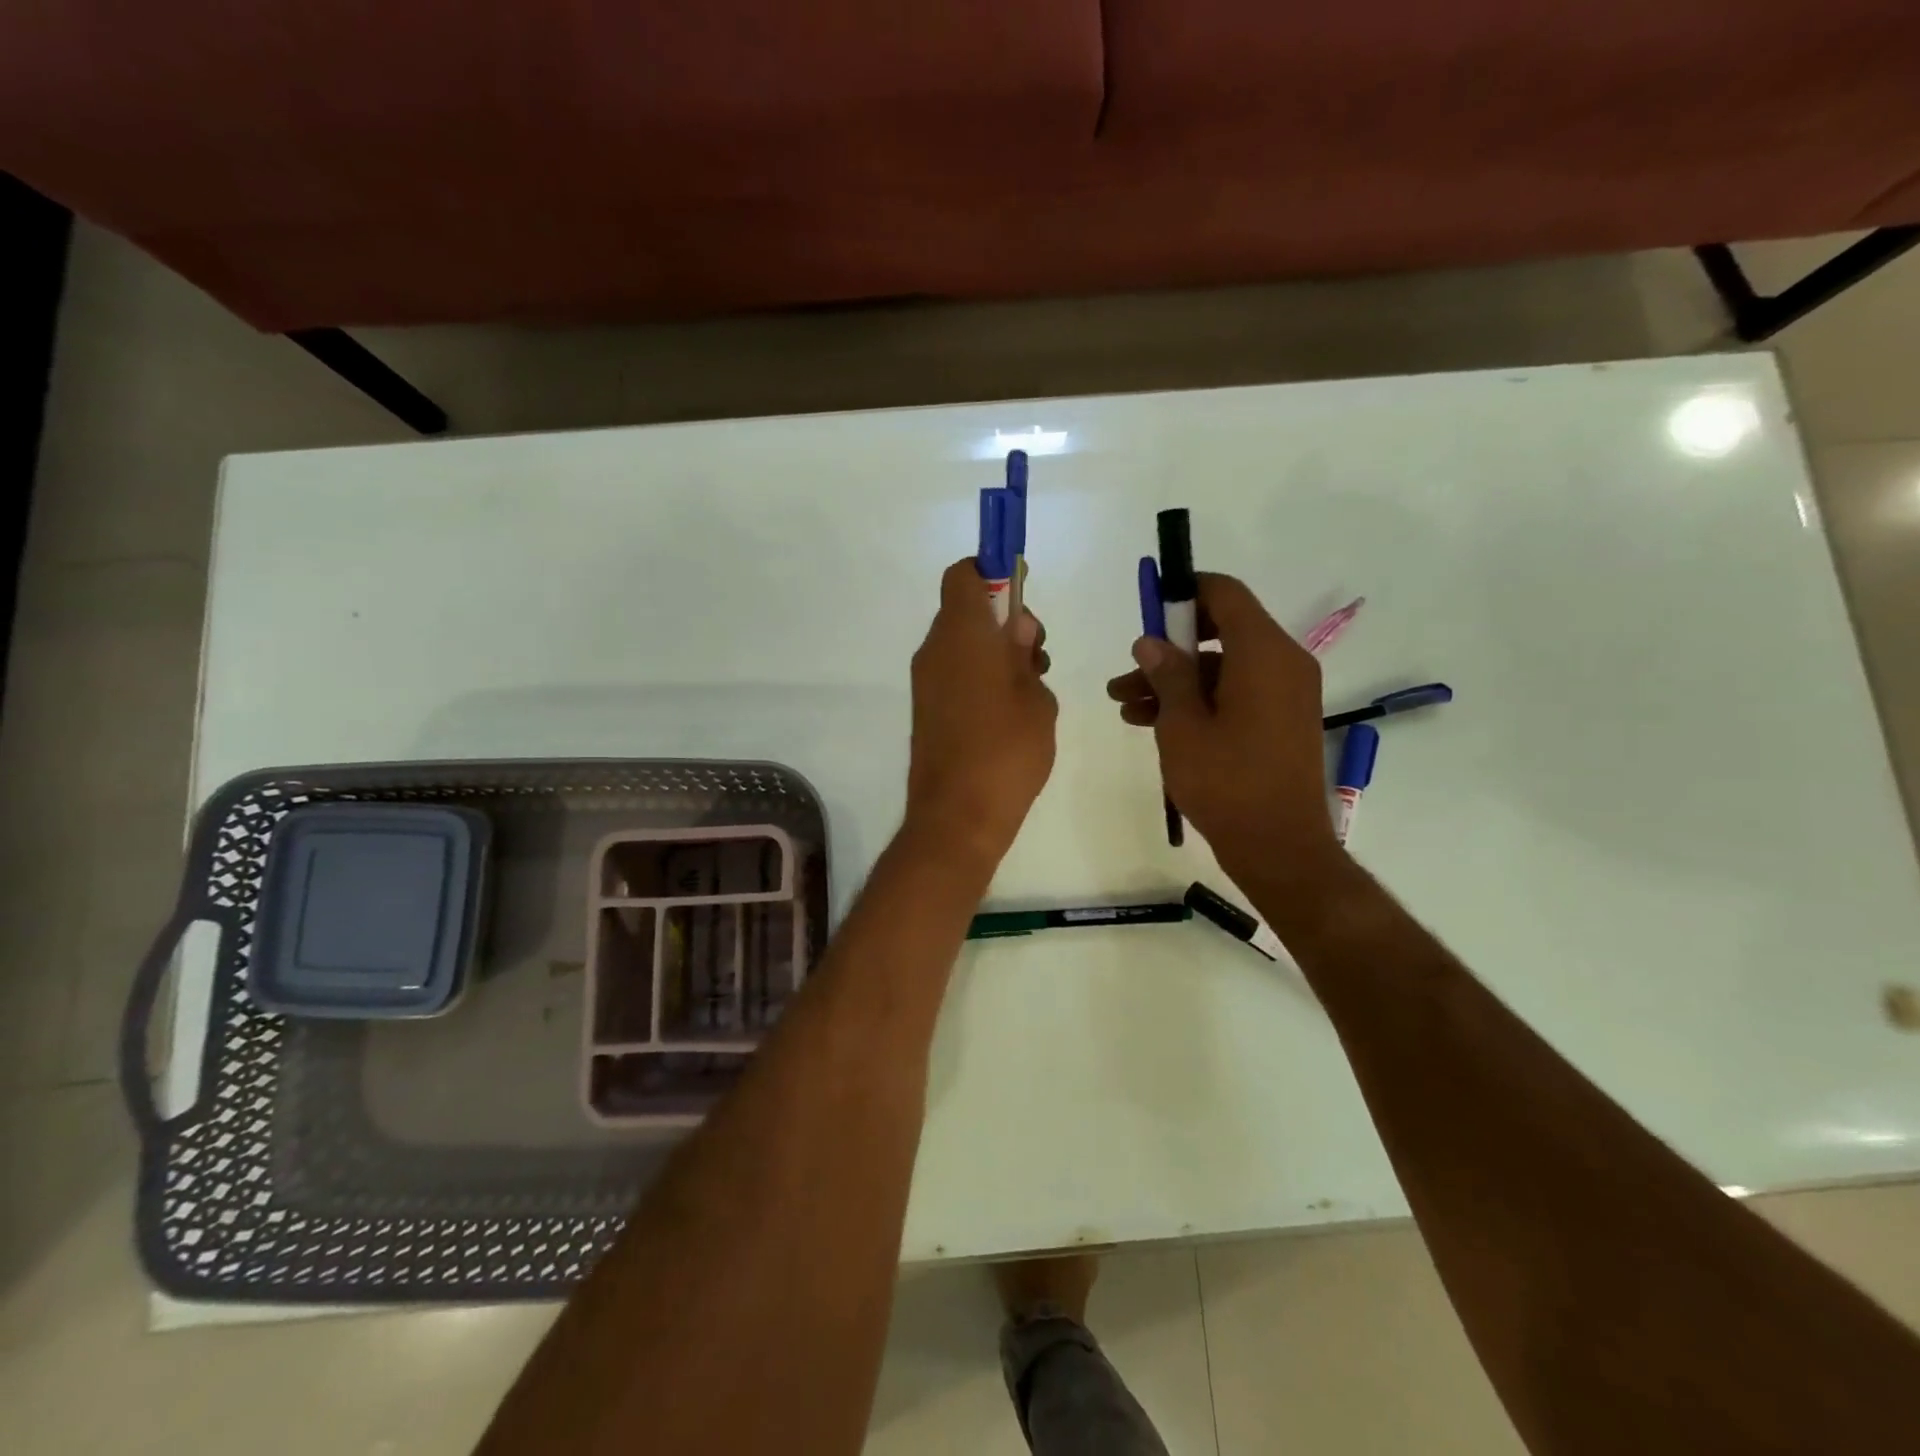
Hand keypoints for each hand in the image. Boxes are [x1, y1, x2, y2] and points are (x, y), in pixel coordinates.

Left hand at [905, 559, 1057, 870]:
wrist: (957, 816)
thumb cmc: (1006, 750)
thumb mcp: (1036, 698)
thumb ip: (1025, 655)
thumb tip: (1016, 627)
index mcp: (962, 632)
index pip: (964, 575)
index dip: (991, 574)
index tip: (1022, 599)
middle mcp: (935, 649)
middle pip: (965, 611)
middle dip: (1002, 622)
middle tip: (1036, 657)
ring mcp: (925, 682)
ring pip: (961, 646)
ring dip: (993, 653)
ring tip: (1029, 692)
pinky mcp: (925, 711)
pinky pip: (953, 675)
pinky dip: (979, 678)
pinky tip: (1007, 715)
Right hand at [1106, 573, 1342, 891]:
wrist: (1278, 846)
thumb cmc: (1226, 781)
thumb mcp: (1182, 725)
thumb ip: (1167, 674)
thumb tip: (1151, 642)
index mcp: (1264, 653)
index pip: (1225, 594)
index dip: (1184, 592)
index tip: (1148, 609)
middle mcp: (1283, 663)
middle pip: (1221, 632)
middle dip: (1169, 648)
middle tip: (1129, 669)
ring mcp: (1285, 693)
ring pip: (1222, 667)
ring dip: (1174, 680)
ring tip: (1123, 704)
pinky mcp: (1280, 720)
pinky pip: (1235, 693)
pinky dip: (1198, 700)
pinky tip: (1150, 722)